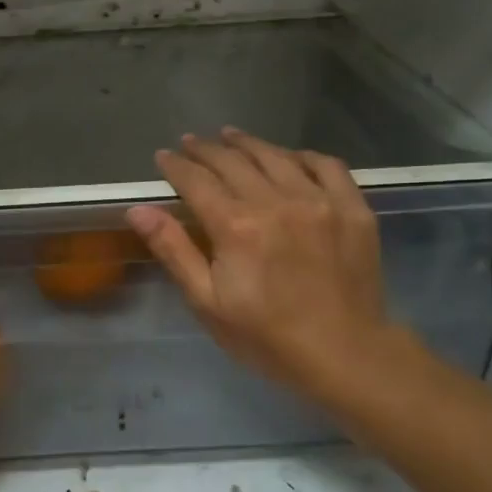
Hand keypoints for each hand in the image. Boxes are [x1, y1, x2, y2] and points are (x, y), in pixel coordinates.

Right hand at [126, 128, 398, 403]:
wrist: (345, 354)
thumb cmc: (266, 336)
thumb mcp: (207, 302)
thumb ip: (174, 249)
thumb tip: (138, 210)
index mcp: (236, 226)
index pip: (197, 181)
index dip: (177, 166)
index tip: (164, 156)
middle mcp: (276, 202)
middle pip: (234, 162)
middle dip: (207, 149)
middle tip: (191, 143)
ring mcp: (319, 201)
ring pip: (277, 157)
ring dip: (249, 144)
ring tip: (231, 137)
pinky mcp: (352, 208)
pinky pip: (327, 166)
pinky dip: (303, 156)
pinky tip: (290, 157)